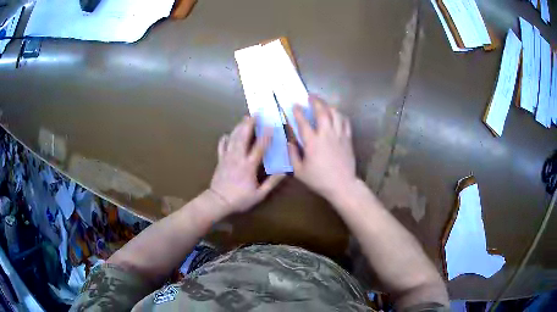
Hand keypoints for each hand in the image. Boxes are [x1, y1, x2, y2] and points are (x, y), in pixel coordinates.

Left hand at [210, 116, 283, 212]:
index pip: (259, 147)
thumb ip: (272, 183)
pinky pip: (222, 147)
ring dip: (239, 127)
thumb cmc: (240, 199)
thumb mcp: (259, 194)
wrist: (218, 202)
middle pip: (243, 137)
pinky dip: (224, 140)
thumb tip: (284, 172)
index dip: (265, 136)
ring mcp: (227, 158)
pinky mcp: (220, 160)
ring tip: (244, 118)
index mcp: (249, 166)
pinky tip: (226, 134)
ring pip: (233, 139)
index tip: (270, 125)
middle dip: (249, 124)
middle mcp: (238, 158)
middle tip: (254, 114)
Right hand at [288, 96, 357, 201]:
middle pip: (322, 112)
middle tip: (310, 96)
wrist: (342, 185)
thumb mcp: (299, 172)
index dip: (298, 112)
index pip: (303, 122)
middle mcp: (326, 134)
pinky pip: (346, 122)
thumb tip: (290, 142)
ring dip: (328, 105)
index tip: (295, 104)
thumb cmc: (319, 180)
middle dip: (316, 101)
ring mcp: (339, 135)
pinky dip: (340, 115)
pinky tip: (337, 115)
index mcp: (312, 142)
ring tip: (324, 103)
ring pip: (335, 114)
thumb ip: (292, 155)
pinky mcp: (348, 139)